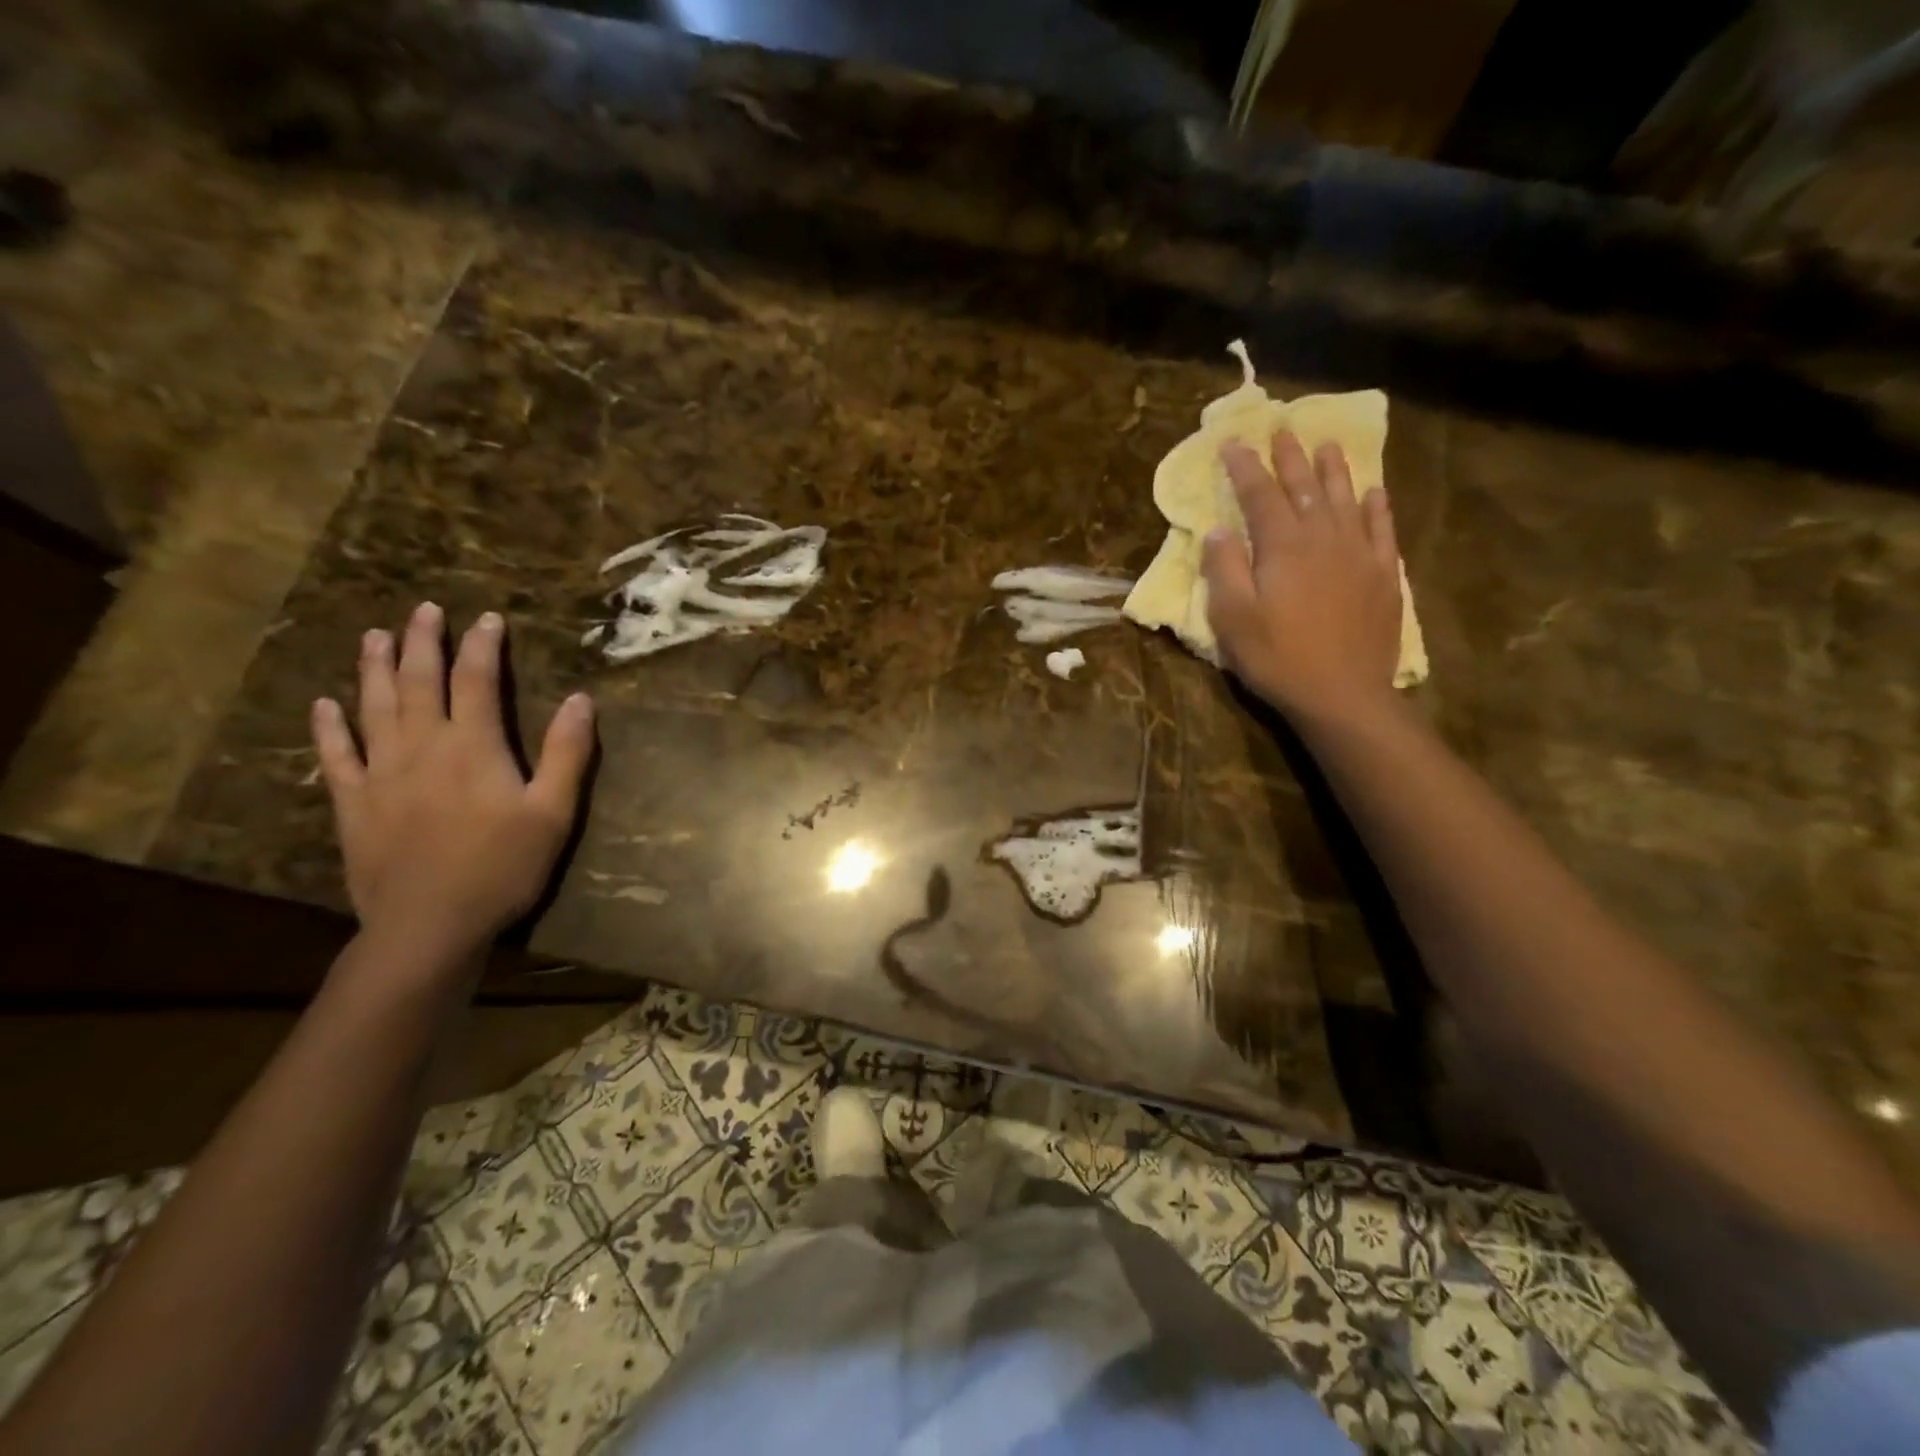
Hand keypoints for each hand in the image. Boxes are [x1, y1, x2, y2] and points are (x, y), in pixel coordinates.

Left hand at [311, 602, 594, 964]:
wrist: (429, 924)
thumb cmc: (502, 867)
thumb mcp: (553, 812)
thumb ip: (566, 754)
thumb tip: (580, 700)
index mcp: (473, 747)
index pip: (477, 681)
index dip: (483, 646)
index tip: (488, 619)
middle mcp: (422, 747)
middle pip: (417, 681)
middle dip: (422, 642)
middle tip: (423, 609)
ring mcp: (381, 773)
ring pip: (373, 707)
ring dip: (373, 668)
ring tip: (375, 635)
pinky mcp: (353, 803)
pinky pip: (336, 755)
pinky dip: (329, 727)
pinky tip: (325, 705)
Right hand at [1202, 430, 1403, 726]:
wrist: (1342, 694)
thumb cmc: (1276, 657)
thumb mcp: (1232, 618)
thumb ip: (1224, 569)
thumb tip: (1218, 529)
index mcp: (1282, 546)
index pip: (1260, 494)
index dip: (1245, 466)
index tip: (1232, 441)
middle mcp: (1323, 537)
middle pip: (1305, 487)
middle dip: (1290, 457)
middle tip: (1282, 429)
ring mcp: (1359, 554)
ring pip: (1346, 498)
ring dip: (1334, 470)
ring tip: (1327, 445)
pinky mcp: (1383, 575)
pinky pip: (1381, 529)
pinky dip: (1376, 506)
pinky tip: (1374, 492)